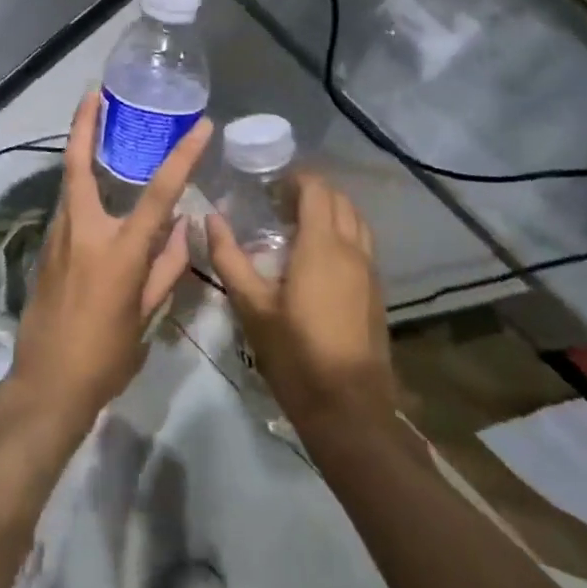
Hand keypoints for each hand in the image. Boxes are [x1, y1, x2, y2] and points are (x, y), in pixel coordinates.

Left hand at [10, 91, 212, 431]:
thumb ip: (166, 268)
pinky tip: (96, 188)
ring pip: (70, 183)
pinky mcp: (46, 249)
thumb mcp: (146, 316)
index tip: (201, 127)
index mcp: (119, 251)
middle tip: (94, 92)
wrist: (46, 385)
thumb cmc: (104, 357)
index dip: (183, 157)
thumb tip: (183, 228)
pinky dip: (81, 187)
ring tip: (98, 125)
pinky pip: (68, 208)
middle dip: (84, 125)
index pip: (159, 193)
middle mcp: (84, 232)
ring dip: (81, 150)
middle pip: (80, 165)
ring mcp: (58, 238)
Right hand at [207, 175, 398, 430]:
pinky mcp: (376, 292)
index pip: (317, 189)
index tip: (268, 184)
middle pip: (340, 200)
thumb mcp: (252, 306)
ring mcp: (370, 271)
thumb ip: (229, 257)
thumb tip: (210, 218)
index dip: (295, 178)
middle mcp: (352, 249)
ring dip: (330, 211)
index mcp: (323, 245)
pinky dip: (342, 233)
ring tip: (297, 225)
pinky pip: (362, 244)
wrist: (349, 409)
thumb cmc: (295, 354)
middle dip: (311, 191)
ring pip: (356, 221)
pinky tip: (317, 258)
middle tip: (277, 202)